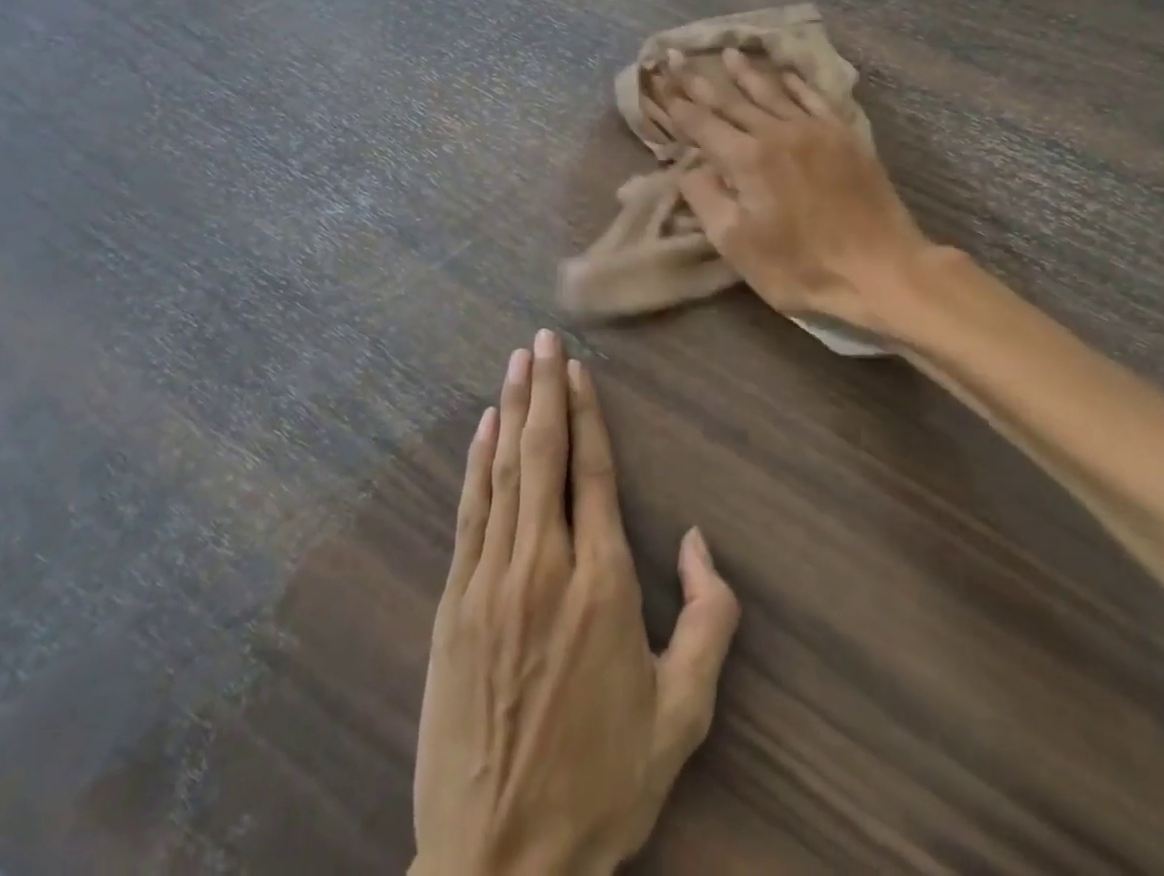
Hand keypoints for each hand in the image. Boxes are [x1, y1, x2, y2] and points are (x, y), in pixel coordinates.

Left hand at [413, 331, 741, 875]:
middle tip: (542, 339)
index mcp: (603, 583)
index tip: (578, 368)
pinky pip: (469, 513)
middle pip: (544, 456)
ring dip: (512, 410)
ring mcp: (491, 580)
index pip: (594, 473)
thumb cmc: (601, 783)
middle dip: (545, 390)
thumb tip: (697, 540)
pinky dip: (476, 463)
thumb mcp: (683, 714)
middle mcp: (545, 565)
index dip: (587, 413)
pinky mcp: (454, 603)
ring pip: (504, 473)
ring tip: (516, 362)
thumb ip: (709, 620)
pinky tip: (482, 426)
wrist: (499, 861)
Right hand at [658, 47, 932, 333]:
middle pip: (732, 101)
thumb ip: (706, 199)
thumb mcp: (737, 245)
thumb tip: (690, 168)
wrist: (881, 269)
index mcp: (746, 159)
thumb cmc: (801, 267)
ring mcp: (815, 130)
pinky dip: (796, 83)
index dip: (678, 104)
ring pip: (772, 93)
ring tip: (728, 54)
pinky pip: (814, 98)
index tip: (660, 82)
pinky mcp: (845, 136)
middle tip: (679, 56)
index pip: (702, 123)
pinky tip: (786, 74)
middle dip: (701, 81)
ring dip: (746, 74)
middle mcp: (778, 132)